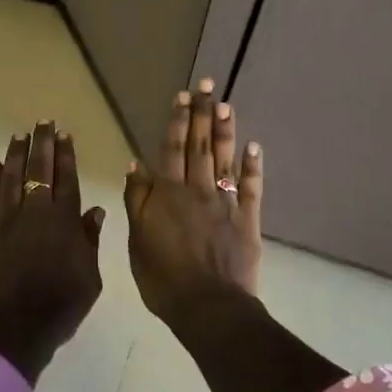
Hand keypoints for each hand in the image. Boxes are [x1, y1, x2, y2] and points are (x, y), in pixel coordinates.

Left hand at [0, 120, 106, 383]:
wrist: (10, 330)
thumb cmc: (58, 307)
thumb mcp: (89, 278)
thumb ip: (90, 241)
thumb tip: (94, 209)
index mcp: (64, 222)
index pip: (66, 179)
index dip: (65, 155)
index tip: (64, 134)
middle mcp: (35, 212)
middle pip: (38, 170)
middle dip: (42, 144)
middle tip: (43, 122)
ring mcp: (5, 220)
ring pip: (11, 177)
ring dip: (16, 154)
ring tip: (20, 135)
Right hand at [123, 79, 263, 334]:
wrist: (208, 307)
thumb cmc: (163, 278)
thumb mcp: (137, 240)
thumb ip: (137, 200)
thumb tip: (136, 164)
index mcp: (168, 194)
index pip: (172, 149)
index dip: (177, 121)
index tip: (182, 95)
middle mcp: (198, 190)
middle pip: (200, 146)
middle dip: (201, 113)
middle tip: (206, 84)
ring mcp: (225, 203)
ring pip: (225, 159)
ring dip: (225, 131)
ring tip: (226, 104)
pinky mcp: (247, 220)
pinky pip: (250, 188)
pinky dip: (252, 167)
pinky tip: (254, 146)